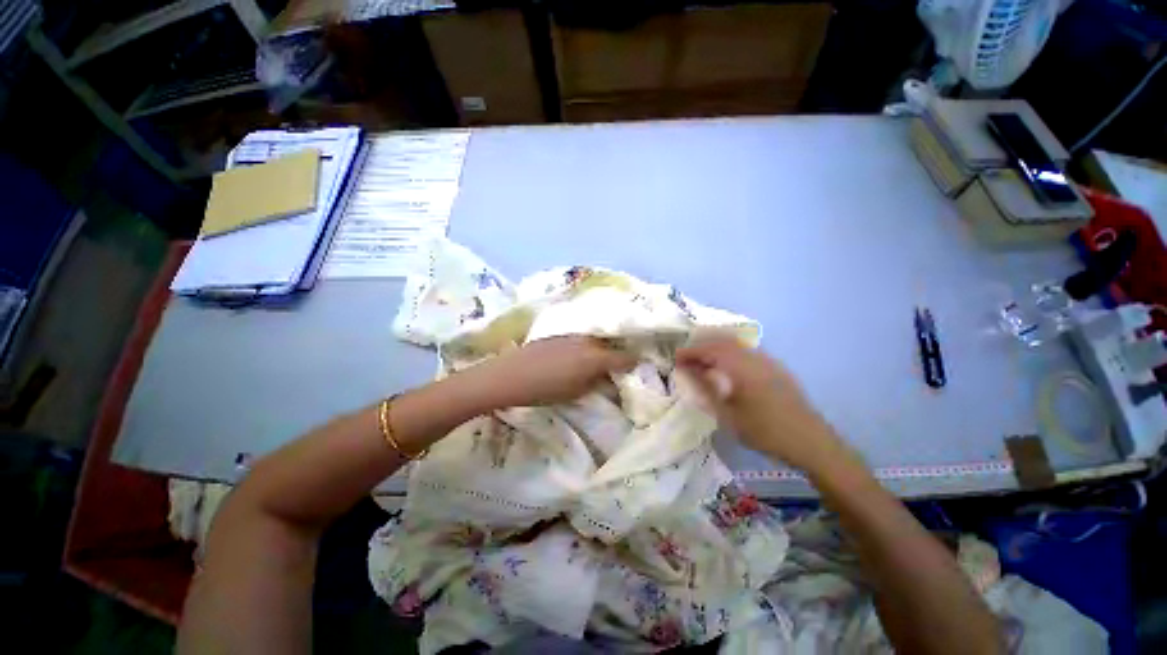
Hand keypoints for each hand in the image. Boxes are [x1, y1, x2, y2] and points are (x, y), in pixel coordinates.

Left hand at [469, 336, 635, 407]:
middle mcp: (588, 341)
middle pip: (609, 344)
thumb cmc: (546, 389)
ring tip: (595, 359)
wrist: (512, 374)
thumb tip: (607, 377)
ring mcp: (572, 334)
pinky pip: (579, 337)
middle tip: (616, 364)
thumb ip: (596, 382)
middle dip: (615, 353)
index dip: (632, 362)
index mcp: (596, 357)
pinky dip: (584, 345)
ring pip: (594, 339)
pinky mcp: (559, 333)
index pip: (623, 357)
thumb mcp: (576, 392)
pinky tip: (575, 354)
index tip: (636, 365)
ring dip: (599, 347)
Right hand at [676, 338, 854, 473]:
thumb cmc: (765, 432)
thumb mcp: (728, 414)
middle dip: (701, 347)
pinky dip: (730, 354)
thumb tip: (687, 371)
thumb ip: (706, 388)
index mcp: (742, 367)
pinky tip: (726, 370)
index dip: (690, 351)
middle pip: (722, 342)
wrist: (811, 442)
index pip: (710, 349)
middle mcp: (755, 357)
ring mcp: (768, 361)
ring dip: (716, 349)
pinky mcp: (776, 368)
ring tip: (702, 363)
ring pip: (735, 345)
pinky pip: (746, 352)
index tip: (675, 358)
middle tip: (686, 359)